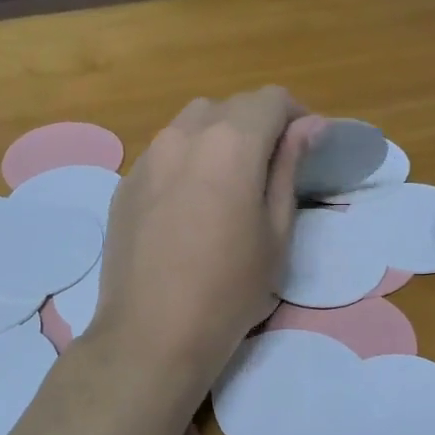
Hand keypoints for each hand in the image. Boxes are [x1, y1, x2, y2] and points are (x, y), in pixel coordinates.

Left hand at [90, 87, 311, 390]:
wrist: (152, 334)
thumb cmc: (230, 290)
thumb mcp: (276, 232)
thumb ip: (289, 168)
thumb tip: (309, 125)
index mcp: (230, 143)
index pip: (271, 100)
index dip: (296, 116)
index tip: (306, 147)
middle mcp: (183, 135)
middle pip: (229, 107)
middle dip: (257, 125)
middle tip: (272, 170)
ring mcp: (147, 158)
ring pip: (191, 124)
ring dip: (219, 138)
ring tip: (229, 183)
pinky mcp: (125, 184)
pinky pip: (164, 154)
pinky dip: (187, 161)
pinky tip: (191, 205)